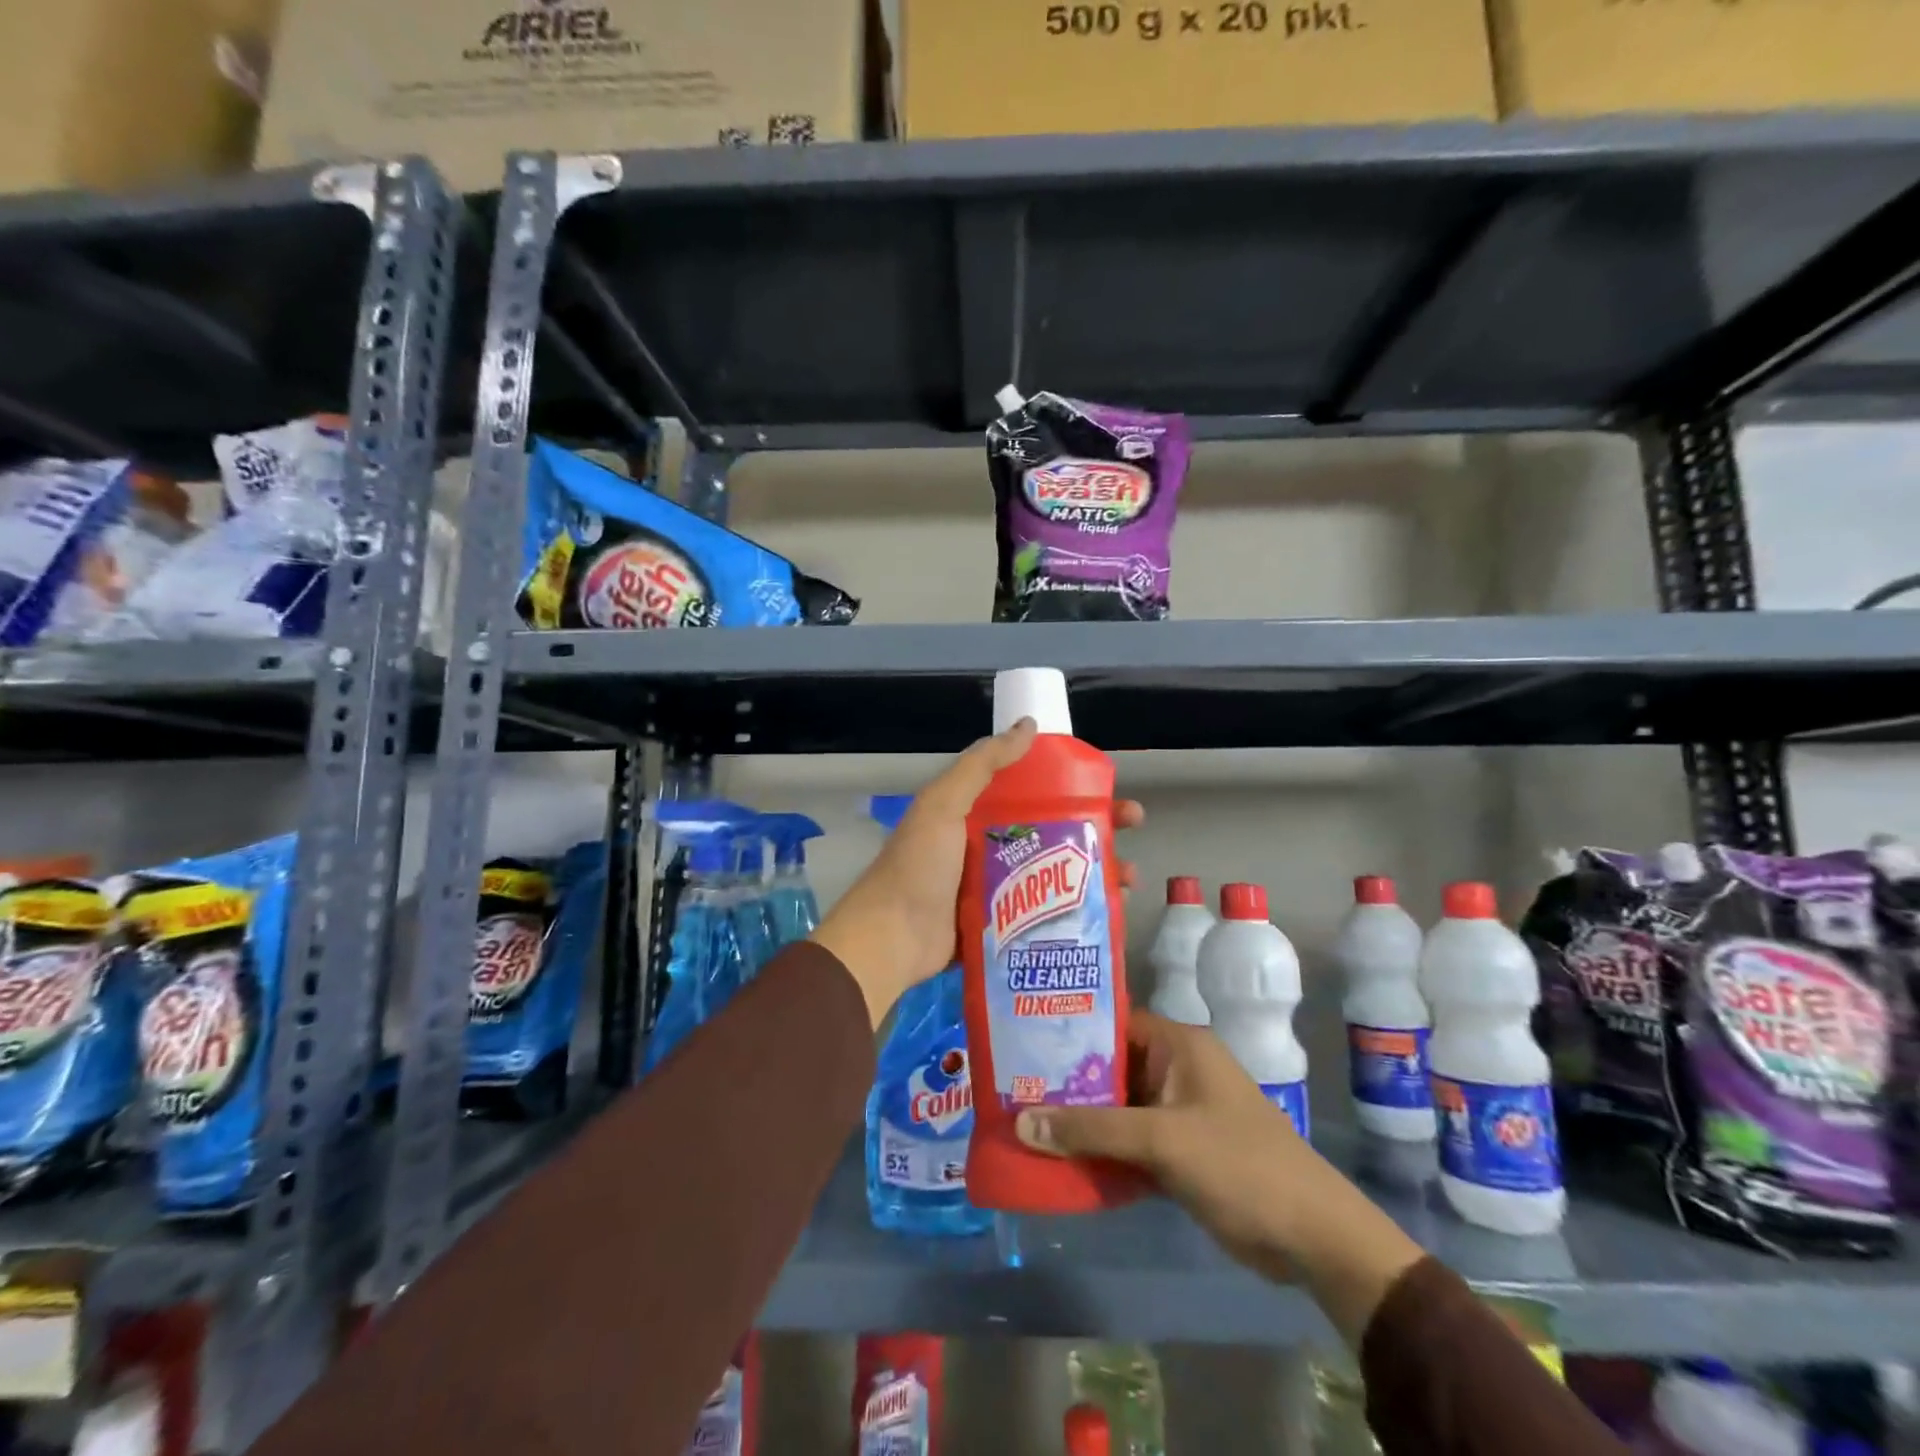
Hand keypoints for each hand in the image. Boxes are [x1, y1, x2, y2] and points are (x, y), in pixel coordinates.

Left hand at [810, 719, 1143, 1025]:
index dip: (1070, 785)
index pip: (1033, 791)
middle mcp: (990, 847)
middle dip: (1094, 826)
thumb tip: (1030, 726)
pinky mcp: (1005, 927)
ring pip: (1057, 874)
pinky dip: (1077, 909)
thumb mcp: (945, 803)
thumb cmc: (920, 866)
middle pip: (1053, 830)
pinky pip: (1047, 912)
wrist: (892, 938)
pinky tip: (1109, 911)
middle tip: (1133, 826)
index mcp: (975, 814)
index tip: (1106, 785)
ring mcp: (998, 889)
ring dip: (1094, 870)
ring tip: (1129, 875)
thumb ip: (982, 764)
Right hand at [1014, 1011, 1425, 1346]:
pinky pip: (1130, 1142)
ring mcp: (1178, 1113)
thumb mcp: (1161, 1140)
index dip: (1070, 1030)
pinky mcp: (1180, 1152)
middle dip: (1067, 1082)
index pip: (1113, 1023)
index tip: (1023, 1043)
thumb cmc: (1239, 1164)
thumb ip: (1092, 1129)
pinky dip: (1103, 1151)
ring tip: (1025, 1122)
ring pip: (1118, 1108)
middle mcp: (1176, 1070)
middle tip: (1013, 1087)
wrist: (1311, 1237)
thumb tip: (1022, 1121)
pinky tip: (1062, 1161)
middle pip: (1111, 1068)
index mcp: (1179, 1046)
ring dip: (1082, 1120)